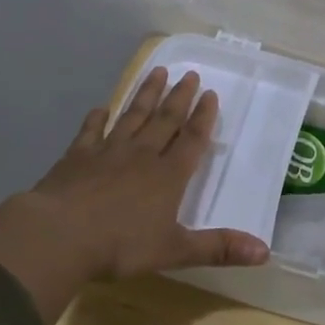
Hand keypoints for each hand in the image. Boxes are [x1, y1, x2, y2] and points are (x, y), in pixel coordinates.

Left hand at [0, 68, 269, 324]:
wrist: (59, 235)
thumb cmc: (121, 245)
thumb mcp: (175, 250)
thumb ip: (218, 248)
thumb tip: (265, 252)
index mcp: (168, 176)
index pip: (191, 140)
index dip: (203, 118)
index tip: (210, 94)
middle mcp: (141, 156)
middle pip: (165, 120)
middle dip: (179, 97)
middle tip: (190, 74)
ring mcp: (107, 152)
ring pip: (132, 116)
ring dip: (146, 95)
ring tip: (157, 71)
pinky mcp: (77, 157)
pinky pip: (91, 131)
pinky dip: (97, 118)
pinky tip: (101, 108)